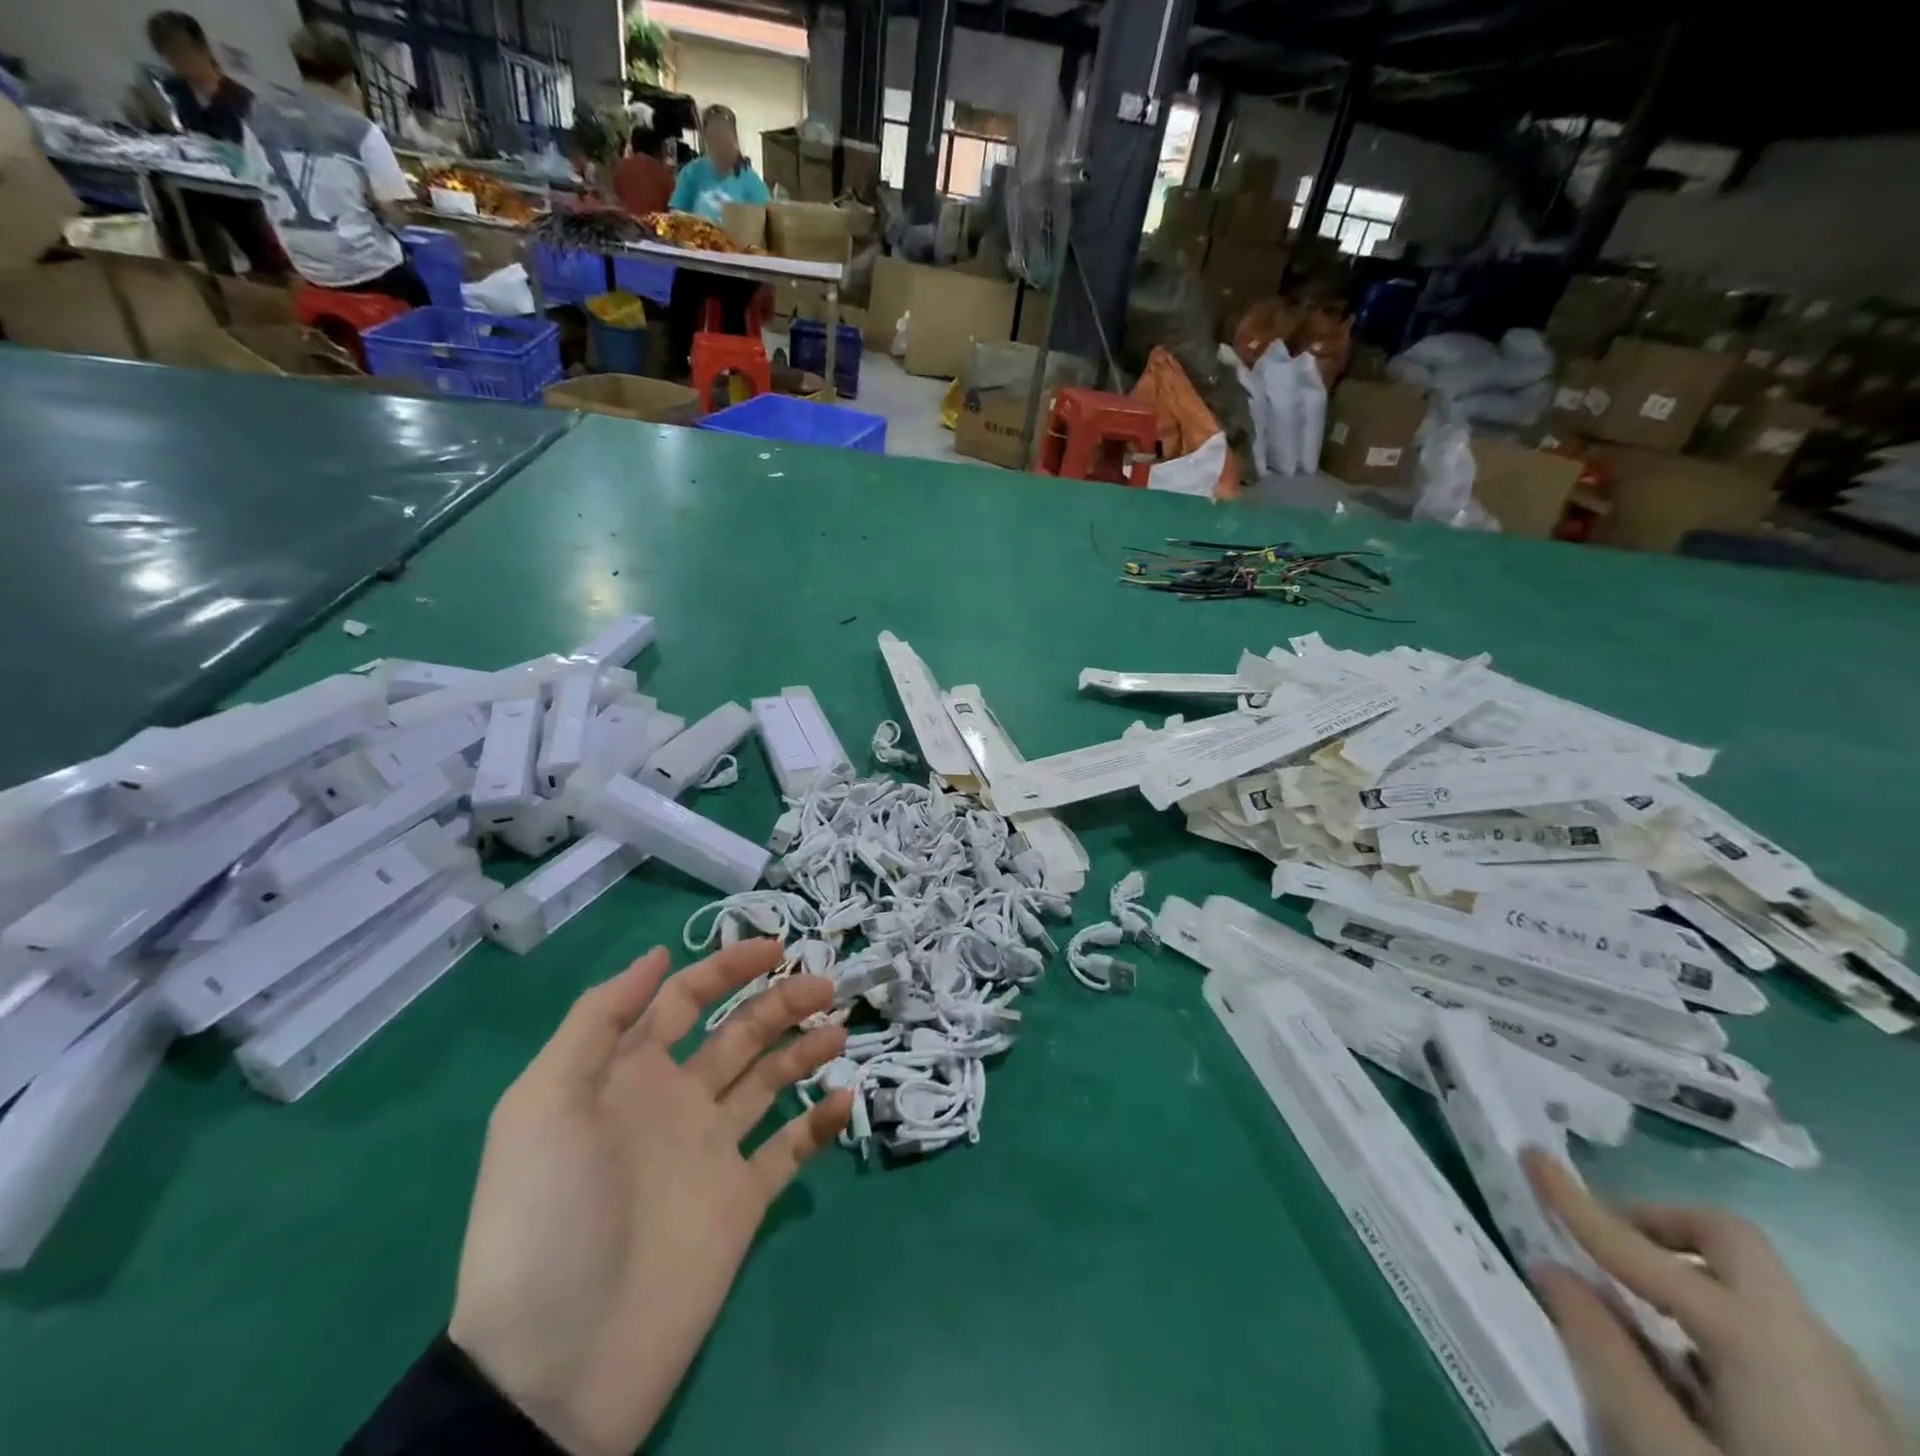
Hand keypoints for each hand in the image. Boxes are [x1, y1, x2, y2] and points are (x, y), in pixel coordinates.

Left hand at [448, 940, 852, 1455]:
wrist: (557, 1363)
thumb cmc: (549, 1214)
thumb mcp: (544, 1104)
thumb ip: (598, 1021)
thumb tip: (659, 955)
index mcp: (630, 1074)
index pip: (685, 1000)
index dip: (727, 968)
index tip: (777, 947)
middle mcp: (677, 1101)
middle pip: (739, 1033)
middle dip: (780, 1001)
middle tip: (825, 986)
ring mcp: (712, 1151)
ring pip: (769, 1080)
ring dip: (804, 1049)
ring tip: (837, 1030)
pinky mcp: (742, 1200)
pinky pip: (788, 1149)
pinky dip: (819, 1122)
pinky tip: (844, 1099)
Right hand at [1522, 1149, 1913, 1455]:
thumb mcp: (1666, 1452)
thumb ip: (1604, 1355)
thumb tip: (1551, 1271)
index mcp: (1759, 1340)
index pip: (1640, 1246)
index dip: (1576, 1200)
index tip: (1531, 1156)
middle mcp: (1812, 1344)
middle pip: (1728, 1240)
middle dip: (1653, 1225)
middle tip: (1598, 1245)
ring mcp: (1852, 1388)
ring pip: (1756, 1290)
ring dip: (1686, 1277)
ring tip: (1636, 1320)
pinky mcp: (1866, 1427)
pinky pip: (1778, 1339)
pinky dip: (1719, 1324)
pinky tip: (1696, 1381)